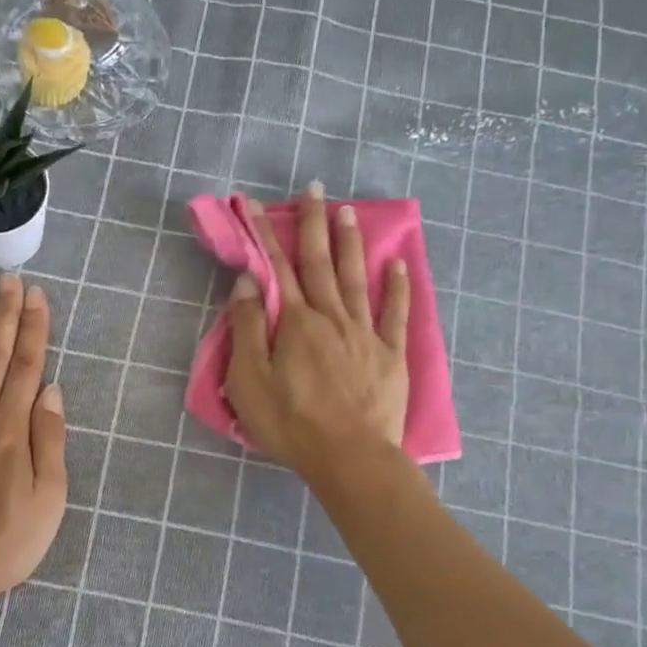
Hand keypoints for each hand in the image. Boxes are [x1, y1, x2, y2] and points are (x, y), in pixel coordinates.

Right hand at [225, 183, 410, 483]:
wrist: (350, 457)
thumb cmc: (291, 423)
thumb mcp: (249, 380)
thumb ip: (248, 327)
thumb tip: (250, 280)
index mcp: (296, 322)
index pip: (278, 268)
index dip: (265, 234)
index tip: (254, 204)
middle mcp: (332, 317)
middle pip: (320, 263)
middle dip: (314, 223)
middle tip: (315, 188)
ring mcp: (365, 334)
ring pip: (356, 278)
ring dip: (350, 243)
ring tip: (349, 211)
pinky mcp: (390, 355)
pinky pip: (394, 314)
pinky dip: (396, 287)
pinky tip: (398, 264)